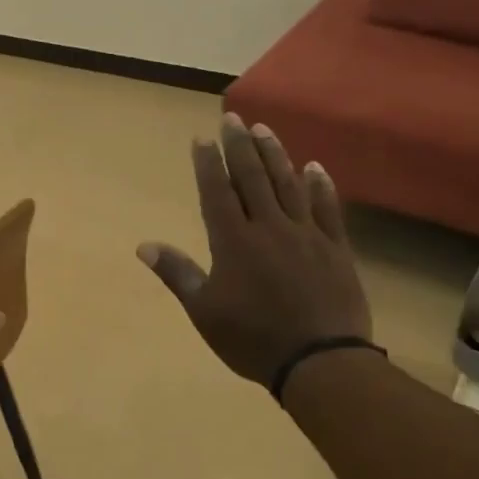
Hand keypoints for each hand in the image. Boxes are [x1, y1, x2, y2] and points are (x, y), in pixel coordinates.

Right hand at [139, 114, 372, 387]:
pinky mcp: (335, 248)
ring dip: (275, 155)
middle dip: (240, 146)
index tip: (202, 138)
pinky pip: (327, 209)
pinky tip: (315, 167)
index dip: (208, 164)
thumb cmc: (253, 339)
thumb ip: (177, 273)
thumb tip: (144, 245)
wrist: (321, 361)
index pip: (217, 192)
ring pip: (288, 185)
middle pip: (252, 178)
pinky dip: (320, 186)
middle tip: (233, 117)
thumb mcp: (204, 312)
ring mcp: (306, 235)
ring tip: (265, 129)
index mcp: (233, 242)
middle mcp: (269, 227)